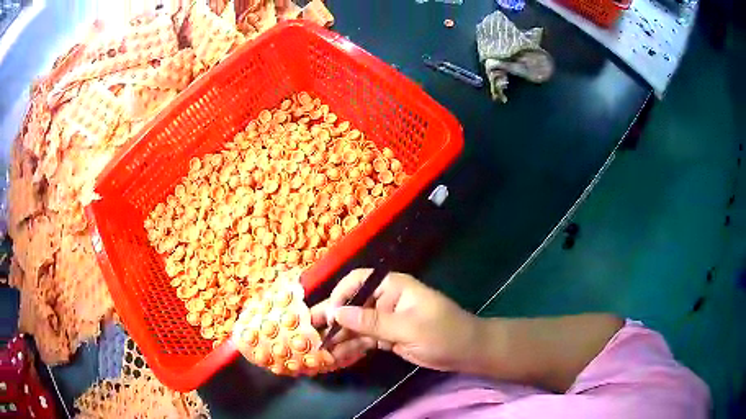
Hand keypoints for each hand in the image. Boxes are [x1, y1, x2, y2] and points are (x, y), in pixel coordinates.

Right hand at [310, 269, 479, 370]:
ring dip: (339, 336)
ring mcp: (386, 320)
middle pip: (353, 304)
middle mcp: (386, 300)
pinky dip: (352, 347)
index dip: (340, 294)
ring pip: (356, 324)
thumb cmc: (443, 333)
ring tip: (319, 348)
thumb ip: (372, 320)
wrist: (466, 352)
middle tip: (310, 331)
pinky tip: (336, 356)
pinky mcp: (387, 337)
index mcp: (393, 287)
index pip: (359, 281)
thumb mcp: (408, 327)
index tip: (330, 314)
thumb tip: (337, 311)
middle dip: (333, 318)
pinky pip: (364, 339)